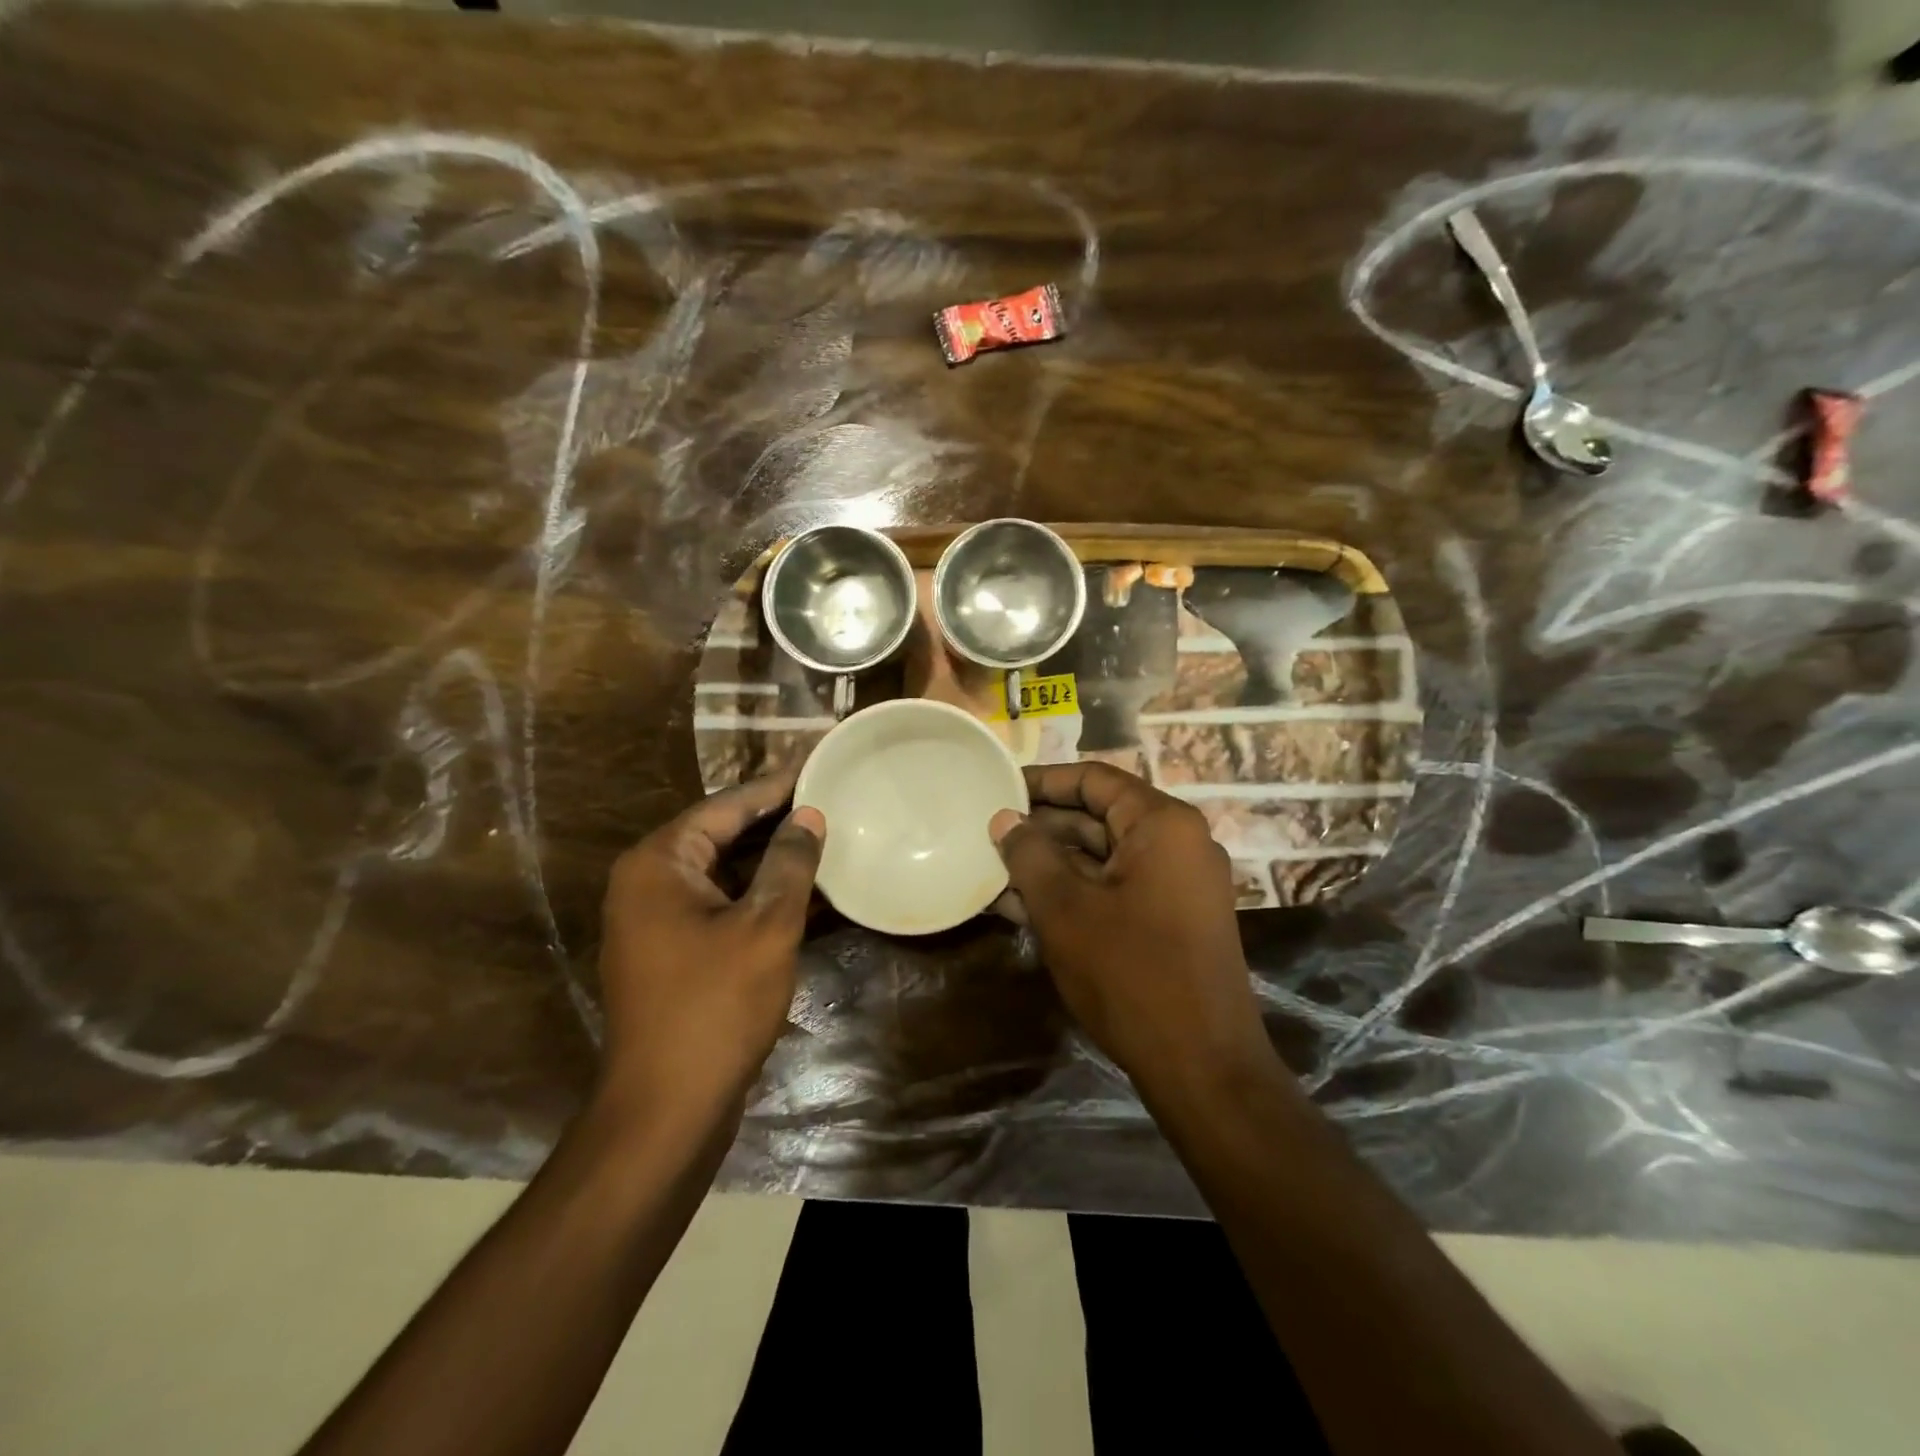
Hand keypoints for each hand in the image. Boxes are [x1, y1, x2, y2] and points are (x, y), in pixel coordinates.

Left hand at [597, 770, 823, 1120]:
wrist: (668, 1106)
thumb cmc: (716, 1004)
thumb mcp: (765, 925)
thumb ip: (789, 862)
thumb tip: (808, 816)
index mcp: (659, 863)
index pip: (725, 807)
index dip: (774, 786)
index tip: (815, 762)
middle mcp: (648, 883)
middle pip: (721, 835)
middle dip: (774, 819)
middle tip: (826, 794)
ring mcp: (657, 921)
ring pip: (724, 873)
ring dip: (771, 859)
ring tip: (824, 834)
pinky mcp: (673, 953)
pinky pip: (722, 906)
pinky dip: (759, 895)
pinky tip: (805, 890)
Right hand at [990, 762, 1267, 1095]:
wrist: (1202, 1066)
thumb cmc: (1129, 973)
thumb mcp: (1065, 908)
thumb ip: (1029, 854)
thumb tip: (1004, 819)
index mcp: (1162, 824)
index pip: (1095, 779)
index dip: (1043, 781)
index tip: (999, 789)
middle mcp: (1177, 844)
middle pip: (1099, 817)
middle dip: (1041, 828)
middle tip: (987, 836)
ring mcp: (1177, 885)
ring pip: (1102, 858)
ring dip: (1050, 865)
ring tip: (992, 872)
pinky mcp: (1171, 920)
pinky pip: (1115, 889)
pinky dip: (1073, 893)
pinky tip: (1021, 906)